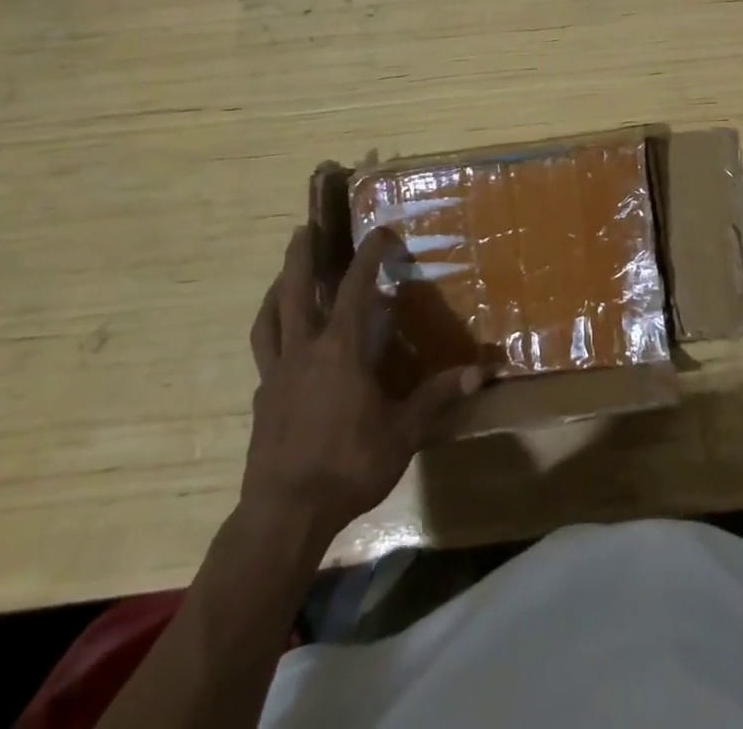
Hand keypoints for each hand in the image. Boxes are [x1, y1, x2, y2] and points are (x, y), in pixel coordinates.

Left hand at [245, 221, 481, 541]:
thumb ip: (437, 397)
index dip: (368, 255)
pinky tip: (282, 343)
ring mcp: (276, 375)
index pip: (355, 288)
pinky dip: (272, 334)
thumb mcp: (403, 432)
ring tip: (283, 276)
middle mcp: (304, 351)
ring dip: (277, 291)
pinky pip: (264, 353)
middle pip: (295, 291)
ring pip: (270, 319)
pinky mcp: (261, 400)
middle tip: (304, 228)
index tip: (380, 232)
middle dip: (301, 256)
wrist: (283, 515)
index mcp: (341, 350)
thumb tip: (480, 372)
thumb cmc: (348, 465)